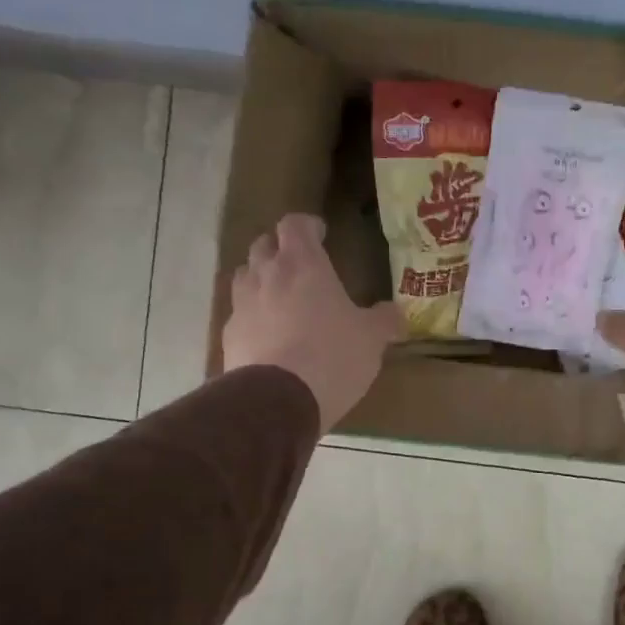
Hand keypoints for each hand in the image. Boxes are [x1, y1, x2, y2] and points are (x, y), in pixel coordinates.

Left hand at [223, 213, 402, 430]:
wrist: (278, 400)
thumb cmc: (332, 356)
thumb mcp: (371, 339)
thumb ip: (383, 321)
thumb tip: (395, 314)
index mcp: (303, 264)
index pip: (294, 224)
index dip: (307, 225)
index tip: (320, 234)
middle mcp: (266, 275)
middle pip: (263, 245)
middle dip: (280, 249)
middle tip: (300, 266)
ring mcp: (242, 304)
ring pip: (245, 277)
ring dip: (261, 280)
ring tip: (281, 298)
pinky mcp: (228, 335)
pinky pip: (239, 314)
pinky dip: (252, 317)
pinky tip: (268, 337)